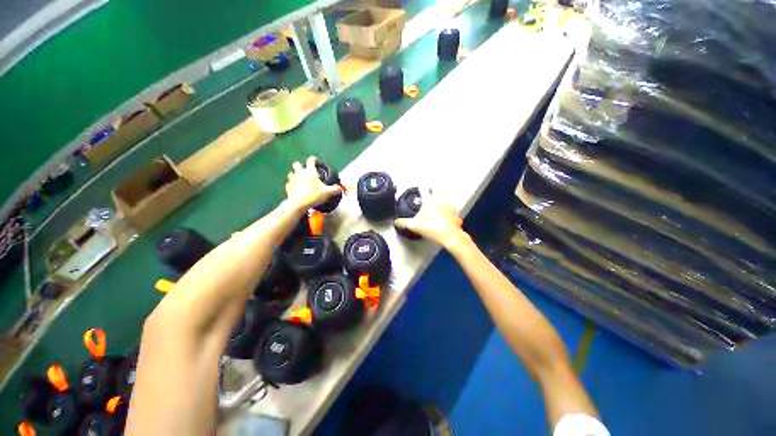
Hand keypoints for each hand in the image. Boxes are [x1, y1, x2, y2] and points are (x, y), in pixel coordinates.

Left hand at [285, 156, 341, 210]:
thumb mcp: (327, 192)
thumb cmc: (313, 194)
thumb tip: (340, 188)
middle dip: (300, 166)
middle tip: (306, 172)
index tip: (316, 161)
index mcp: (309, 171)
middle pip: (297, 164)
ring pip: (291, 173)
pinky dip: (292, 185)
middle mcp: (299, 173)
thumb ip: (334, 189)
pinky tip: (296, 189)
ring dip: (295, 175)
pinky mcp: (288, 187)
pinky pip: (289, 183)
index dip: (314, 159)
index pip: (311, 160)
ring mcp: (292, 179)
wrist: (298, 203)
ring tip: (301, 180)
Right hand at [394, 189, 467, 248]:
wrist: (449, 235)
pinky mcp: (454, 210)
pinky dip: (447, 204)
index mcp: (429, 201)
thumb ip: (404, 223)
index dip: (421, 187)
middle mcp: (439, 200)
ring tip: (438, 195)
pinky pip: (450, 204)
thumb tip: (397, 222)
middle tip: (430, 188)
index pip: (423, 189)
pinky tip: (446, 207)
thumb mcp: (415, 226)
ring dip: (441, 193)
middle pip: (436, 189)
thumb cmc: (433, 229)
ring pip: (444, 194)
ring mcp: (448, 204)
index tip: (420, 185)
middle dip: (432, 188)